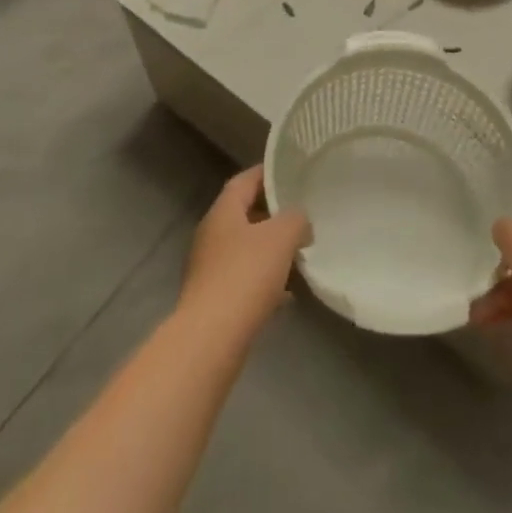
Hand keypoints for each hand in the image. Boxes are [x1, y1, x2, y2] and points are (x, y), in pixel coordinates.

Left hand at [179, 167, 311, 341]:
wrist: (211, 338)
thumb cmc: (245, 275)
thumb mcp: (281, 237)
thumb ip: (296, 219)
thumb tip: (300, 221)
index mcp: (223, 212)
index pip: (245, 180)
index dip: (267, 174)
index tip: (290, 174)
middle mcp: (211, 234)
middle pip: (245, 214)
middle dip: (273, 215)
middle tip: (302, 216)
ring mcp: (210, 268)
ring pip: (245, 249)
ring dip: (270, 250)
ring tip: (299, 255)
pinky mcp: (214, 299)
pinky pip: (244, 279)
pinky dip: (265, 281)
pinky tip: (287, 295)